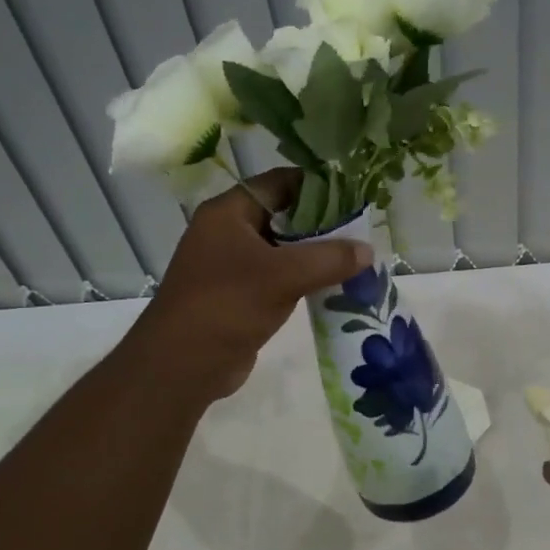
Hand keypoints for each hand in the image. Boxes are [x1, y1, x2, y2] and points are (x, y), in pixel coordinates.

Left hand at [132, 168, 371, 401]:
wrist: (181, 366)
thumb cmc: (227, 305)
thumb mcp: (284, 276)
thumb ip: (329, 259)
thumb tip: (368, 250)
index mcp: (229, 212)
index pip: (279, 182)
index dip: (317, 185)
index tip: (354, 194)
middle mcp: (228, 232)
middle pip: (284, 215)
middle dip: (323, 223)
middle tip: (362, 230)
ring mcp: (232, 265)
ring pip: (283, 249)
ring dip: (316, 254)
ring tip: (356, 258)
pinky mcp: (239, 295)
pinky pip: (279, 276)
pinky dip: (305, 279)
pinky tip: (335, 286)